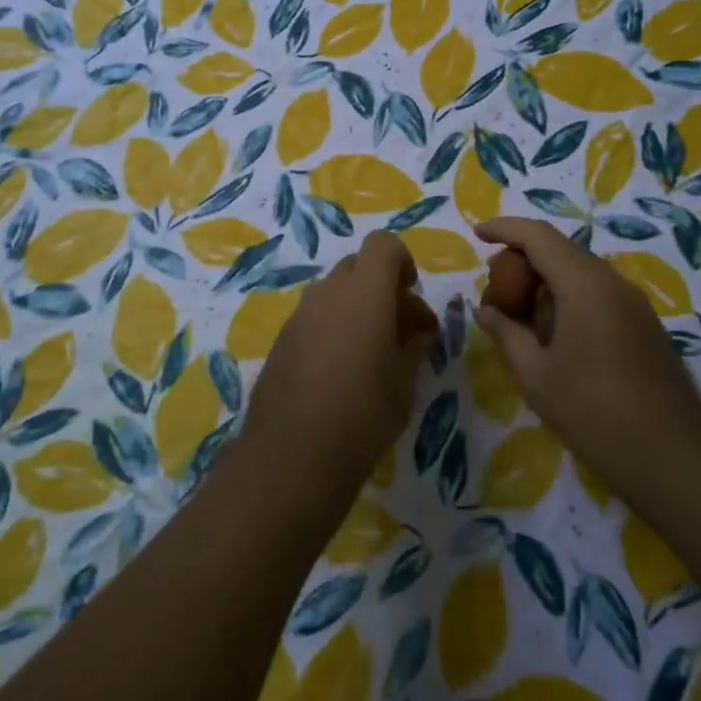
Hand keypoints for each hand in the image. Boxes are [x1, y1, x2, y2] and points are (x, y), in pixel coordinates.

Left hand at [245, 231, 438, 492]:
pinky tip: (340, 371)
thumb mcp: (404, 382)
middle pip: (358, 266)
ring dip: (356, 307)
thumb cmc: (364, 414)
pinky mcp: (281, 339)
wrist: (293, 456)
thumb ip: (414, 347)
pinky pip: (314, 316)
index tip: (411, 296)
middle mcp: (328, 292)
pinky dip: (332, 327)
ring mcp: (300, 315)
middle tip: (399, 329)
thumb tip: (419, 333)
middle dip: (381, 287)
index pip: (383, 244)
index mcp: (364, 292)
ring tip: (371, 353)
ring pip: (334, 292)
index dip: (401, 262)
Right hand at [474, 218, 700, 497]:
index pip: (538, 236)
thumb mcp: (536, 375)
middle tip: (494, 284)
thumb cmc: (594, 412)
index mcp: (584, 284)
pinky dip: (568, 296)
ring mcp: (633, 302)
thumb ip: (506, 334)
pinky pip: (598, 292)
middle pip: (561, 250)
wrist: (673, 454)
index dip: (505, 229)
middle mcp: (612, 281)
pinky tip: (554, 331)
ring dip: (546, 279)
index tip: (478, 233)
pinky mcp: (644, 323)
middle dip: (523, 258)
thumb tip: (486, 310)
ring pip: (580, 272)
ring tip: (519, 310)